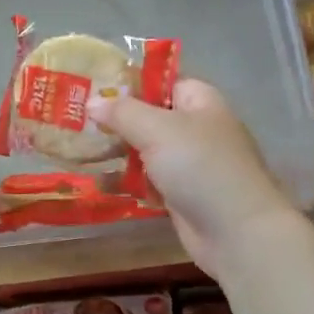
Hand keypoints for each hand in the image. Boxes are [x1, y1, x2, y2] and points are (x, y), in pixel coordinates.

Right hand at [87, 78, 297, 278]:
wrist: (236, 231)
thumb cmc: (199, 167)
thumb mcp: (156, 130)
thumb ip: (122, 112)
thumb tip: (92, 102)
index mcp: (200, 102)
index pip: (163, 82)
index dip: (131, 84)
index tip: (94, 91)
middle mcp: (197, 128)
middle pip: (151, 117)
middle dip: (117, 122)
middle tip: (78, 124)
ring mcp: (191, 164)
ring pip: (147, 151)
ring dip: (117, 153)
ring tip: (79, 153)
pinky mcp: (182, 194)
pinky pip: (148, 180)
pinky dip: (127, 181)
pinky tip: (98, 182)